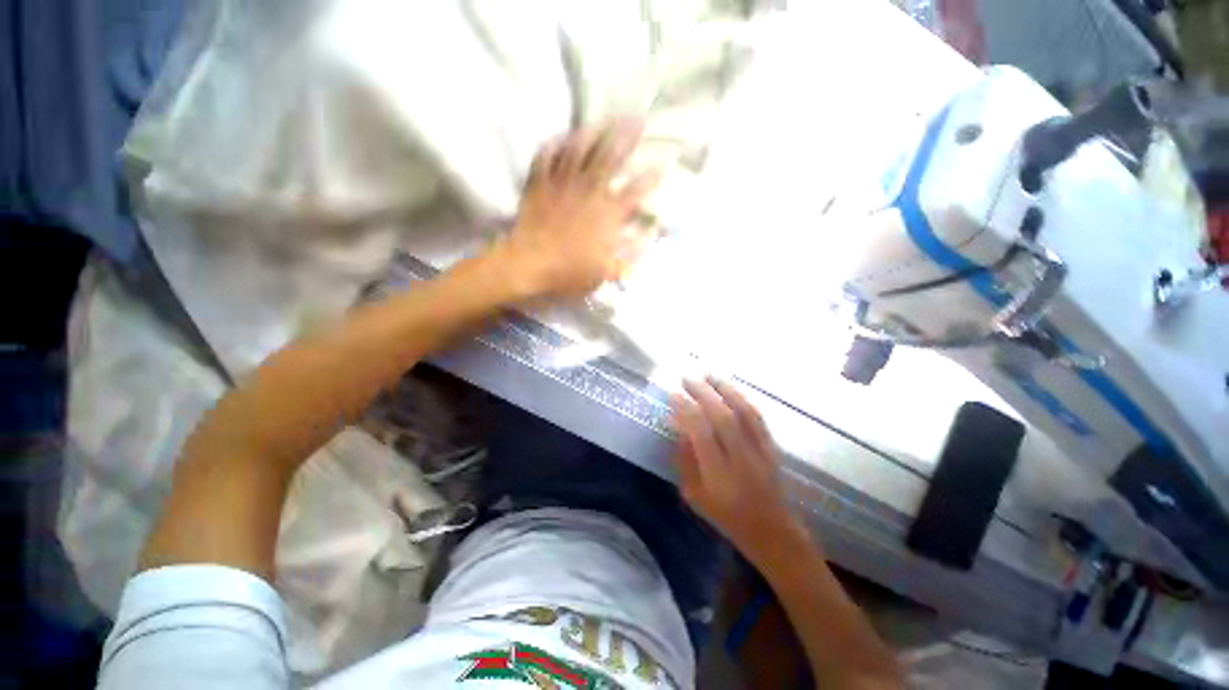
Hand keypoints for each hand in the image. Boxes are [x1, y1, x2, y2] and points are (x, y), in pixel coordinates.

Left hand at [496, 120, 660, 299]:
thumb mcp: (606, 272)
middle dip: (627, 136)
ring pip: (579, 148)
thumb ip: (629, 256)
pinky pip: (546, 156)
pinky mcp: (539, 183)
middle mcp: (589, 190)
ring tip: (604, 120)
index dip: (651, 177)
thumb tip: (649, 239)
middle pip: (611, 156)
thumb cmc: (570, 273)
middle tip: (638, 119)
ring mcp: (562, 183)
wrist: (529, 266)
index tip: (662, 165)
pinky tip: (561, 137)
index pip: (636, 190)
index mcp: (608, 213)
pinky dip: (554, 144)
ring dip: (594, 131)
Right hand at [671, 377, 803, 563]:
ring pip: (743, 413)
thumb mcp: (694, 495)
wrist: (771, 530)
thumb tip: (680, 427)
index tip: (673, 394)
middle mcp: (741, 460)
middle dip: (703, 393)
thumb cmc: (725, 516)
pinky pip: (757, 417)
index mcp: (718, 476)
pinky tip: (730, 388)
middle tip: (687, 378)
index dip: (686, 410)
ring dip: (724, 389)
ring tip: (707, 373)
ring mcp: (760, 452)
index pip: (701, 434)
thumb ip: (685, 460)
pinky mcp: (772, 447)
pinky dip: (742, 398)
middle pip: (722, 417)